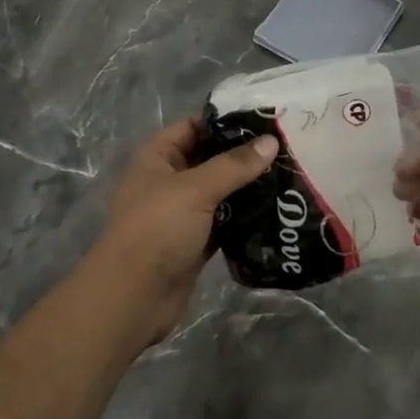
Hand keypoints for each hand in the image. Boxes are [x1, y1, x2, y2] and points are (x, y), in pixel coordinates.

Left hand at [88, 118, 276, 343]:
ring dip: (248, 186)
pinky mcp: (195, 241)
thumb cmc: (156, 230)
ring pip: (220, 191)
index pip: (195, 126)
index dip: (227, 121)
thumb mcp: (195, 189)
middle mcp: (168, 180)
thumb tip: (271, 142)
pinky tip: (275, 209)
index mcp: (157, 157)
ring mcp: (181, 212)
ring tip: (288, 173)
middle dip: (244, 155)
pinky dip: (244, 217)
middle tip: (286, 146)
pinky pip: (224, 221)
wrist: (131, 299)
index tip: (266, 118)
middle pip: (211, 158)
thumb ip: (234, 165)